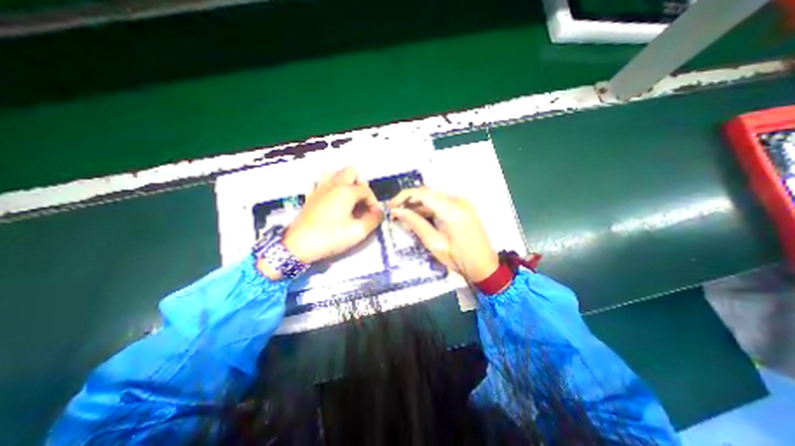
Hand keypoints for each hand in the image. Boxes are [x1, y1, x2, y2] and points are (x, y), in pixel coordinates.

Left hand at [283, 168, 384, 265]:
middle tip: (362, 201)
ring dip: (344, 180)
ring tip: (348, 197)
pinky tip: (331, 198)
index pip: (366, 189)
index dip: (373, 202)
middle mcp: (333, 185)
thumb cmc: (330, 237)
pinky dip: (329, 185)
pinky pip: (320, 182)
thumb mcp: (357, 232)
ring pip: (334, 172)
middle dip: (360, 183)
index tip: (373, 215)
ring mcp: (320, 188)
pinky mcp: (310, 196)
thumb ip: (373, 220)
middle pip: (351, 171)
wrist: (298, 245)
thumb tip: (379, 212)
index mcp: (346, 191)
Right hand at [387, 186, 494, 282]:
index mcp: (452, 209)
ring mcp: (462, 203)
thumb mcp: (434, 243)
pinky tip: (418, 218)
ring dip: (418, 205)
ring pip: (433, 198)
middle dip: (409, 201)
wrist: (485, 266)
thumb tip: (398, 211)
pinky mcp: (463, 207)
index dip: (404, 196)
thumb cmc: (459, 259)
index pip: (423, 193)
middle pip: (428, 193)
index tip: (391, 206)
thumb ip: (416, 224)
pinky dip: (428, 209)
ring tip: (403, 217)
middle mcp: (458, 200)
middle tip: (395, 212)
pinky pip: (441, 203)